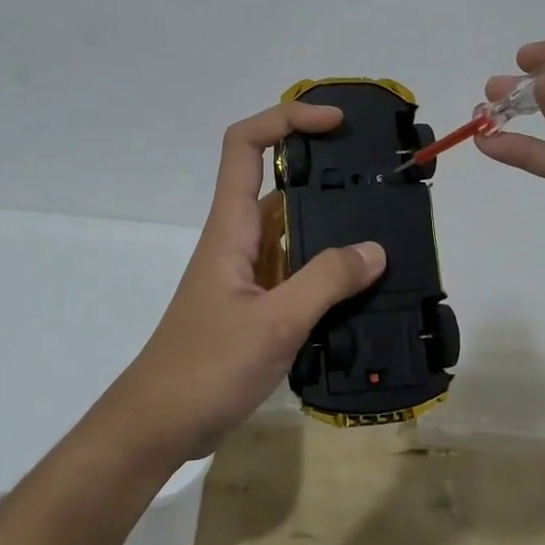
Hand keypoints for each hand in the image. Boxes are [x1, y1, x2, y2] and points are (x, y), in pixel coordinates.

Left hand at [106, 102, 384, 461]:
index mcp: (232, 227)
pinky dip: (328, 268)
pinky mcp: (257, 305)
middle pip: (278, 183)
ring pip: (293, 230)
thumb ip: (325, 282)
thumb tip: (374, 250)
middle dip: (324, 170)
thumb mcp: (273, 323)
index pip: (246, 145)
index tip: (335, 123)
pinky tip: (364, 284)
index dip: (287, 119)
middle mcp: (240, 240)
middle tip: (377, 175)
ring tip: (384, 226)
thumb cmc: (205, 366)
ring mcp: (248, 274)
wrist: (160, 425)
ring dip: (331, 223)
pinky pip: (298, 271)